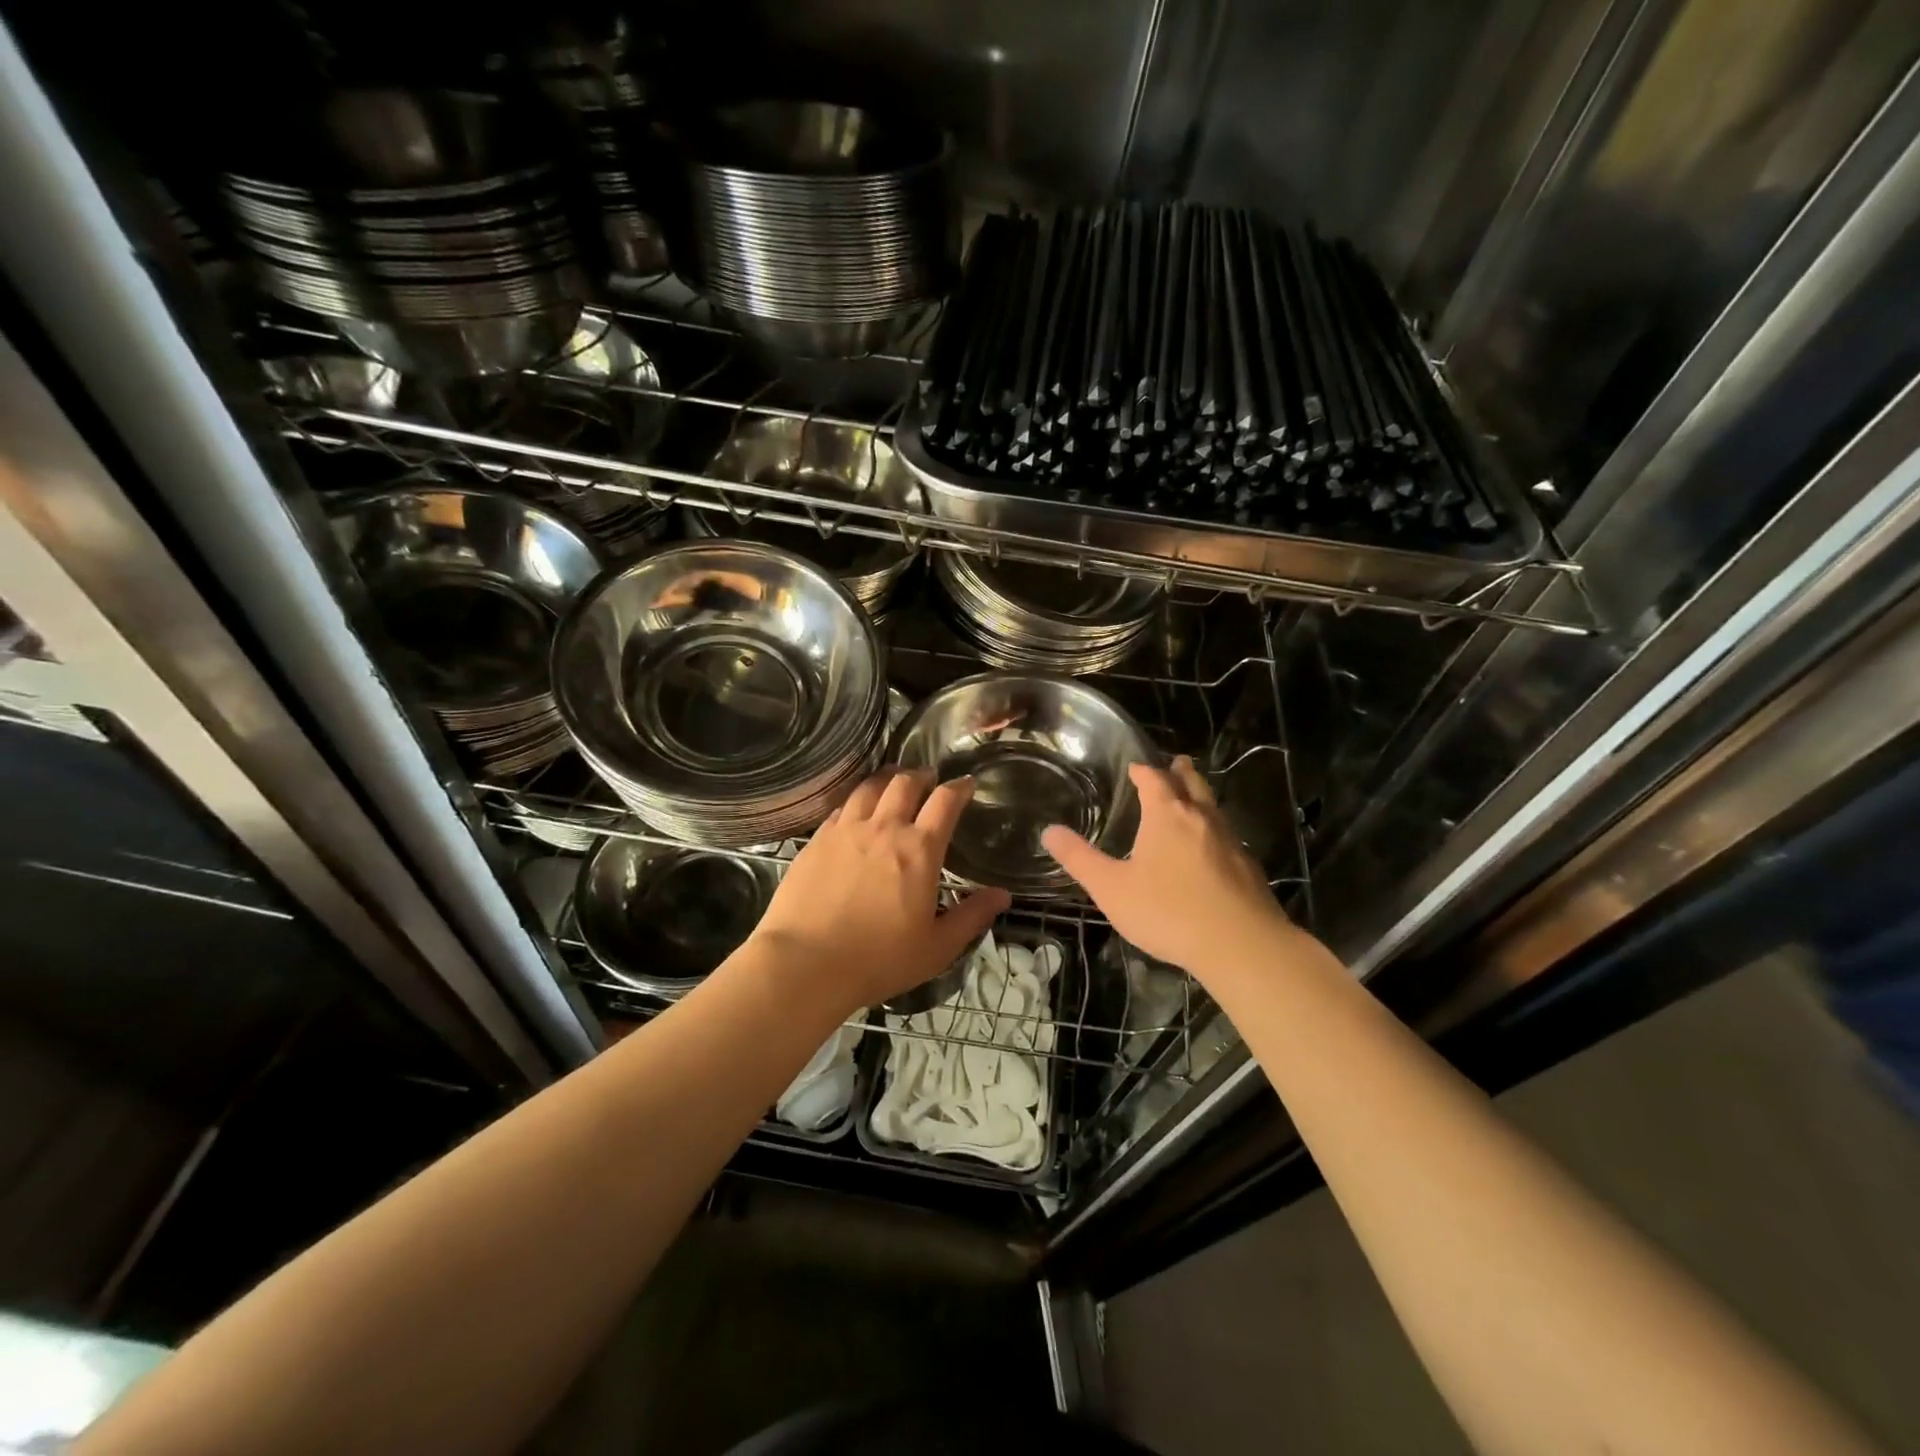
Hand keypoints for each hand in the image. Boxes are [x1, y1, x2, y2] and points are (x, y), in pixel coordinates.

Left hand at [749, 768, 1011, 1014]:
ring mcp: (846, 830)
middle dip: (922, 775)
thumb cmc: (878, 959)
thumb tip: (1003, 895)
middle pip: (905, 782)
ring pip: (869, 787)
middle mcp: (884, 828)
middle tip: (929, 779)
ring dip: (887, 779)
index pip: (945, 801)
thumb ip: (971, 916)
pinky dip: (856, 801)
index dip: (959, 787)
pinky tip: (856, 810)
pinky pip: (841, 807)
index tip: (966, 784)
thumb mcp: (936, 947)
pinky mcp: (816, 840)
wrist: (805, 964)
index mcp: (919, 850)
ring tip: (893, 781)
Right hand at [1042, 756, 1295, 983]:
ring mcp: (1230, 841)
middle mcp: (1201, 818)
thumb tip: (1049, 831)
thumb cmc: (1167, 911)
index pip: (1154, 779)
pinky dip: (1215, 831)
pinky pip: (1227, 836)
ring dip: (1200, 798)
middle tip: (1175, 763)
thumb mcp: (1111, 888)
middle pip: (1192, 783)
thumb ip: (1079, 859)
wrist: (1240, 945)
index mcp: (1167, 815)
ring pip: (1213, 808)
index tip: (1134, 767)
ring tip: (1191, 799)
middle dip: (1180, 772)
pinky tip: (1210, 850)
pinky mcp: (1249, 868)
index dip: (1143, 770)